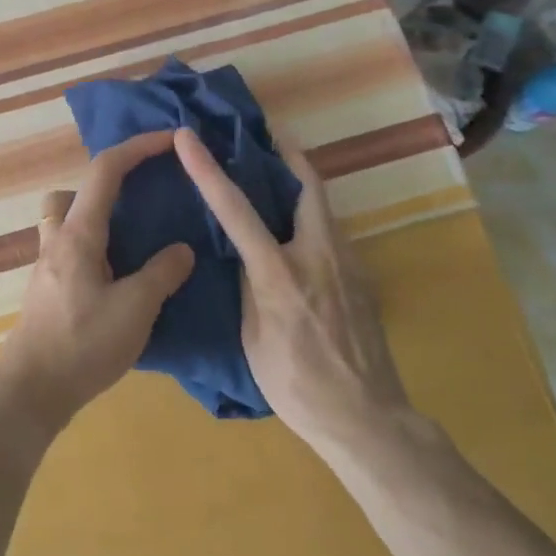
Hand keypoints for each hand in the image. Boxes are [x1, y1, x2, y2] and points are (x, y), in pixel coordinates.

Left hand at [0, 131, 195, 435]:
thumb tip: (182, 250)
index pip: (106, 170)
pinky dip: (94, 250)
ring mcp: (47, 265)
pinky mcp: (47, 290)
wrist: (31, 391)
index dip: (138, 147)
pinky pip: (69, 250)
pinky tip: (118, 281)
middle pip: (74, 190)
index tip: (169, 140)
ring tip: (132, 245)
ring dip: (95, 219)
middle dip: (106, 185)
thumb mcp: (135, 309)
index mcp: (79, 233)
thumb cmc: (82, 344)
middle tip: (141, 204)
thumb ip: (162, 274)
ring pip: (65, 220)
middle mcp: (58, 240)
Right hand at [172, 126, 407, 455]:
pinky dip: (310, 215)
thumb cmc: (297, 385)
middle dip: (285, 153)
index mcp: (279, 272)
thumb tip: (244, 256)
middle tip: (263, 135)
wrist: (367, 419)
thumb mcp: (253, 338)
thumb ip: (248, 287)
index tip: (188, 136)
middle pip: (306, 184)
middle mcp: (317, 254)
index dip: (207, 169)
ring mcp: (346, 263)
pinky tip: (297, 232)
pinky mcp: (361, 276)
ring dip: (299, 183)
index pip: (236, 209)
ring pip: (323, 205)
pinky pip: (331, 230)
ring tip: (274, 176)